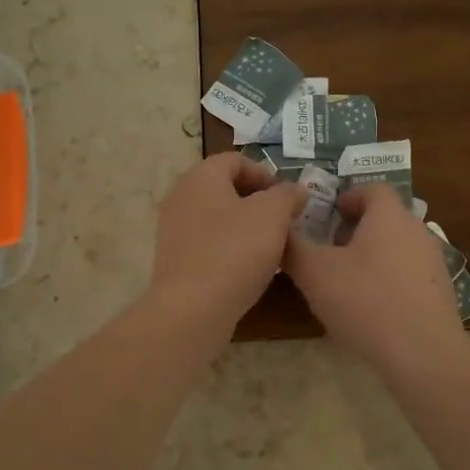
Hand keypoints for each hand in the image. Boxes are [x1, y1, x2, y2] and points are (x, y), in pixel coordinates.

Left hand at [149, 153, 305, 333]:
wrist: (193, 309)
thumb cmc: (234, 252)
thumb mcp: (273, 216)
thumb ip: (287, 196)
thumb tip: (295, 190)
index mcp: (201, 176)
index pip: (236, 160)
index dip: (266, 174)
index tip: (288, 199)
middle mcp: (181, 195)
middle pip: (225, 187)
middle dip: (257, 201)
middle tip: (283, 221)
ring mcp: (174, 228)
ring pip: (217, 216)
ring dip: (244, 225)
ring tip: (269, 246)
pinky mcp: (174, 258)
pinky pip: (207, 241)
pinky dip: (229, 246)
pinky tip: (247, 267)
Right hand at [284, 185, 464, 371]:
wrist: (423, 354)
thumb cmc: (366, 302)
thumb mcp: (315, 273)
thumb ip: (293, 247)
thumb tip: (279, 230)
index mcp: (389, 216)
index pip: (372, 188)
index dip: (347, 197)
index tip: (327, 216)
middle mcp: (417, 230)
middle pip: (385, 217)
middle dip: (356, 228)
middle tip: (330, 250)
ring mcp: (434, 261)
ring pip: (398, 245)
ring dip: (373, 254)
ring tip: (348, 281)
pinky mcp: (441, 291)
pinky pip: (410, 273)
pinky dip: (389, 279)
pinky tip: (372, 308)